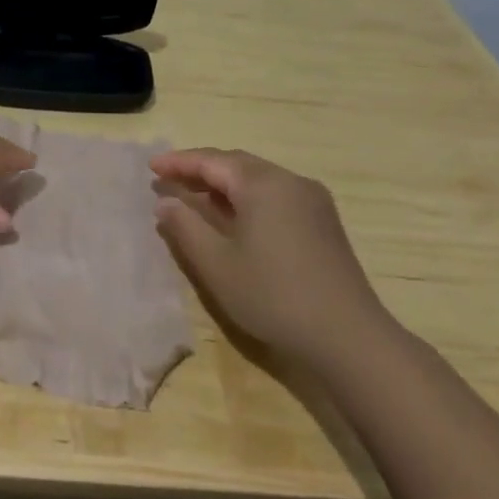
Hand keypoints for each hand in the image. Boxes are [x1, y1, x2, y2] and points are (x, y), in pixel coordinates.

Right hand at [150, 148, 394, 369]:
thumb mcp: (216, 263)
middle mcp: (290, 181)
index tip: (150, 167)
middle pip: (236, 164)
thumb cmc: (273, 295)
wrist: (348, 337)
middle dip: (200, 169)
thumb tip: (166, 202)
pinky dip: (246, 198)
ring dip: (223, 184)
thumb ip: (185, 227)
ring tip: (195, 197)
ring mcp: (312, 201)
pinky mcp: (323, 222)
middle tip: (168, 179)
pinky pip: (275, 195)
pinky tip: (233, 218)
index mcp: (262, 184)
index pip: (211, 160)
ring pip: (258, 179)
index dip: (178, 162)